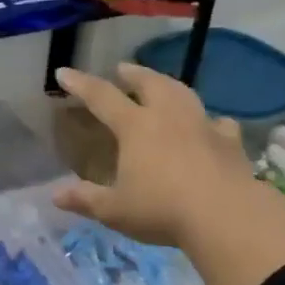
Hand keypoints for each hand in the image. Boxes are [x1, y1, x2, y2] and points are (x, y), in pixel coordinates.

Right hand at [49, 63, 254, 247]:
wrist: (226, 215)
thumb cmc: (162, 210)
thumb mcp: (115, 210)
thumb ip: (86, 200)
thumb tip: (55, 195)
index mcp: (136, 127)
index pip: (102, 97)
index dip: (81, 84)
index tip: (64, 72)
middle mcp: (168, 116)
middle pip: (149, 84)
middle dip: (132, 74)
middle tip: (123, 69)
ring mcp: (203, 125)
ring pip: (183, 93)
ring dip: (168, 84)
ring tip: (163, 84)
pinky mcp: (230, 142)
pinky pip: (218, 122)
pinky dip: (210, 120)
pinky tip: (212, 124)